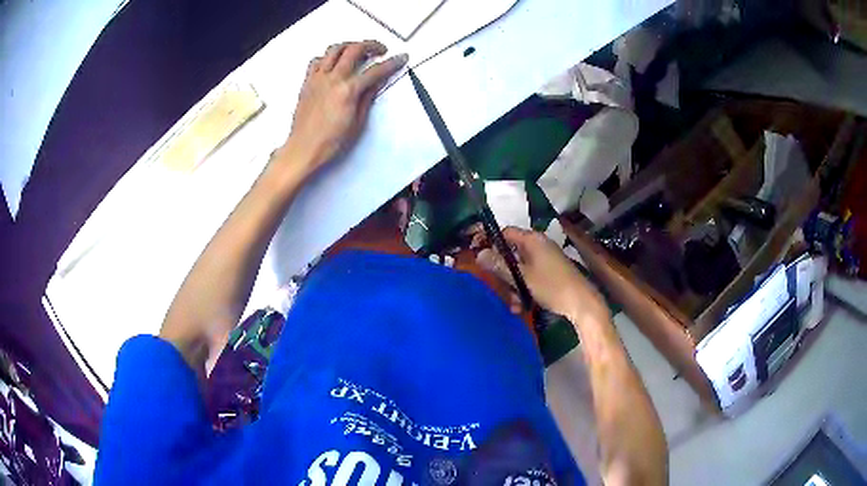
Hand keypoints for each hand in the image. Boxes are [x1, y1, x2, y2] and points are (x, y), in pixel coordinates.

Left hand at [278, 41, 407, 175]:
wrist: (303, 148)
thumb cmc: (329, 142)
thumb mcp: (357, 122)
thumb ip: (367, 97)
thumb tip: (376, 82)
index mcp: (348, 91)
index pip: (376, 70)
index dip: (392, 63)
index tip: (400, 58)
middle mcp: (332, 79)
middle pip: (354, 49)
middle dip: (371, 45)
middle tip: (380, 50)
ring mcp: (317, 78)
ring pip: (334, 49)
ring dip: (349, 45)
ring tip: (357, 50)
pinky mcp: (307, 82)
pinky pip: (316, 60)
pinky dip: (327, 57)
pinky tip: (333, 62)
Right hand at [477, 227, 608, 323]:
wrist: (581, 302)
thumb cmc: (551, 286)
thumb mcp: (522, 277)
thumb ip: (500, 265)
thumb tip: (479, 254)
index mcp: (532, 240)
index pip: (505, 233)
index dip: (490, 242)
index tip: (477, 255)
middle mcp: (538, 245)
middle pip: (511, 252)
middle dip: (503, 273)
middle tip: (497, 287)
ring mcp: (545, 259)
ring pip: (520, 268)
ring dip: (513, 285)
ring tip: (514, 304)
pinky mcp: (550, 272)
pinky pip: (530, 276)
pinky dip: (524, 288)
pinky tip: (522, 306)